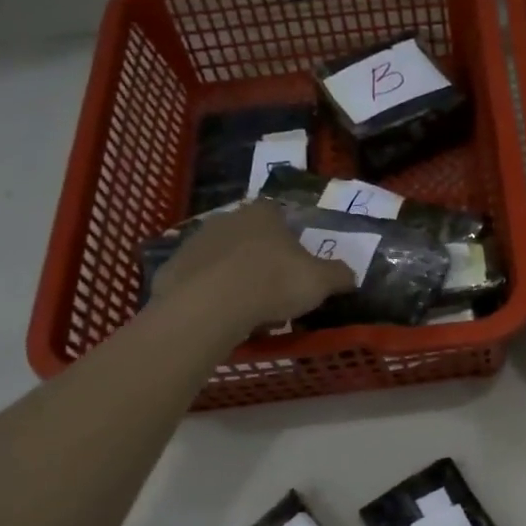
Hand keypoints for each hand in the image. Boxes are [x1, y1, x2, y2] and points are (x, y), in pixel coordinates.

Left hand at [151, 202, 355, 339]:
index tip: (296, 260)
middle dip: (260, 254)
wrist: (209, 305)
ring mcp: (197, 240)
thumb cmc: (273, 282)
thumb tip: (351, 276)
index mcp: (264, 213)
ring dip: (233, 272)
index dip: (289, 235)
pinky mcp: (174, 267)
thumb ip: (339, 275)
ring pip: (222, 255)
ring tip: (247, 304)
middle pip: (249, 233)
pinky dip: (209, 290)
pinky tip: (220, 312)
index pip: (278, 213)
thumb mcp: (320, 281)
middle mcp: (228, 217)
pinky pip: (199, 277)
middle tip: (274, 284)